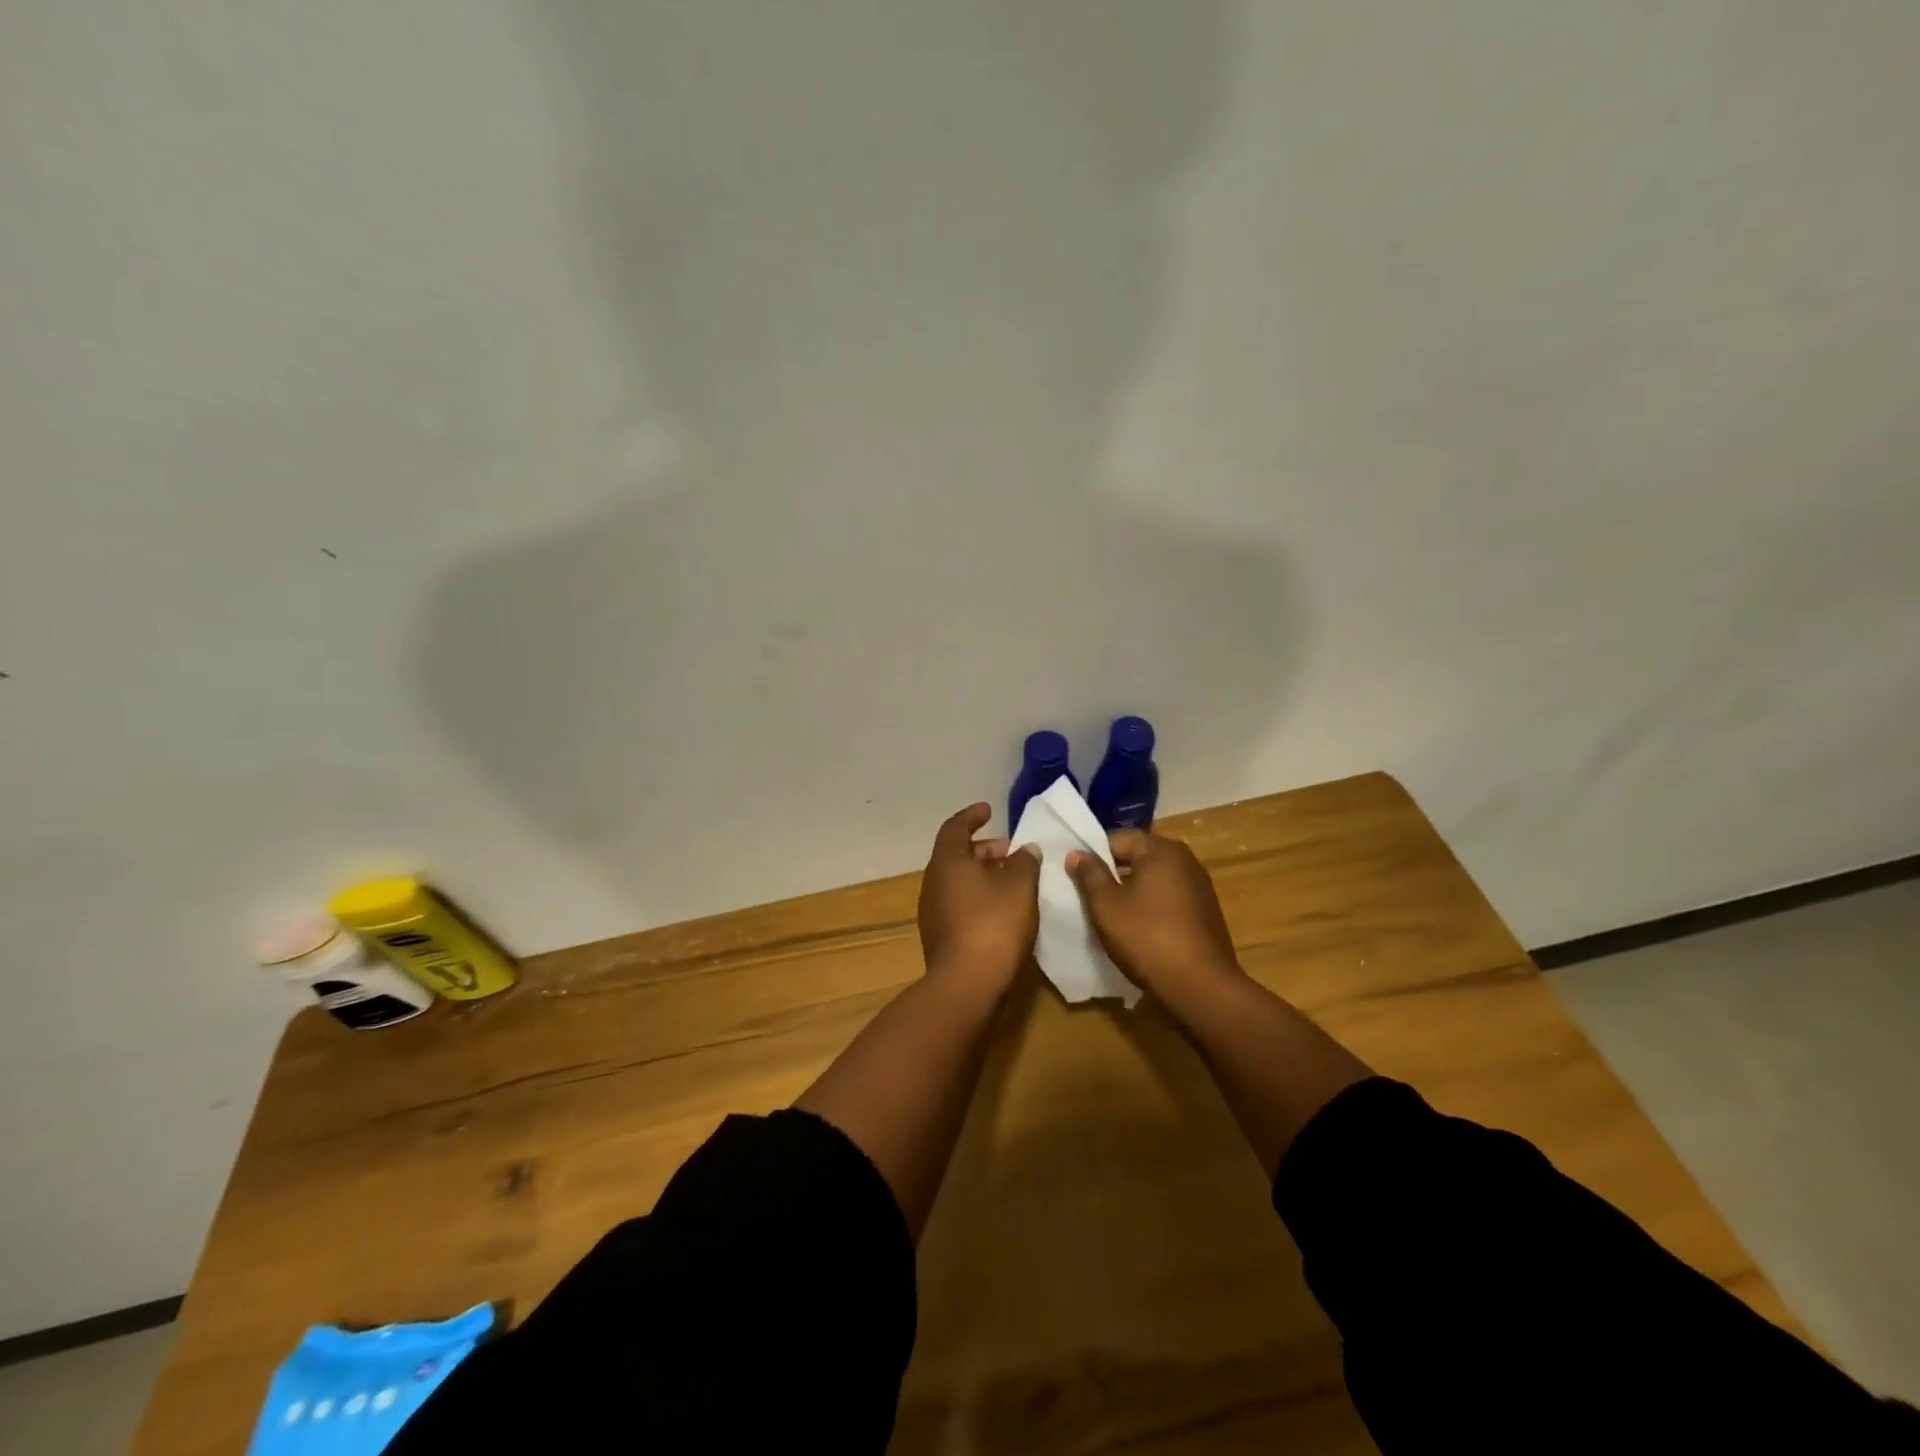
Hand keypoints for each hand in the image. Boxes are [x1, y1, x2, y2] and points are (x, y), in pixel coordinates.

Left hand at [917, 803, 1041, 986]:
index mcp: (947, 862)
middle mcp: (933, 882)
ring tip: (1014, 881)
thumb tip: (1026, 851)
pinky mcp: (940, 937)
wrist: (968, 985)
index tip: (989, 811)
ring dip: (984, 876)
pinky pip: (959, 904)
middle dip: (986, 850)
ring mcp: (933, 912)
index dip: (972, 816)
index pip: (955, 828)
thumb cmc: (994, 924)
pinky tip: (1003, 910)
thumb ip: (1025, 863)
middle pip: (957, 855)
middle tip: (1013, 853)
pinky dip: (979, 897)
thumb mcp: (1020, 887)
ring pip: (958, 882)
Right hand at [1066, 831, 1239, 996]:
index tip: (1077, 879)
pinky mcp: (1206, 912)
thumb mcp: (1107, 906)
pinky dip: (1152, 908)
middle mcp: (1185, 860)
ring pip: (1153, 880)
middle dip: (1112, 875)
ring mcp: (1200, 887)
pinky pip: (1169, 900)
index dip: (1093, 856)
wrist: (1201, 987)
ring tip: (1112, 917)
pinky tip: (1140, 931)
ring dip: (1132, 893)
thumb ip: (1090, 874)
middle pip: (1137, 858)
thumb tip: (1077, 852)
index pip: (1117, 839)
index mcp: (1161, 850)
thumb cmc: (1148, 938)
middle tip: (1089, 898)